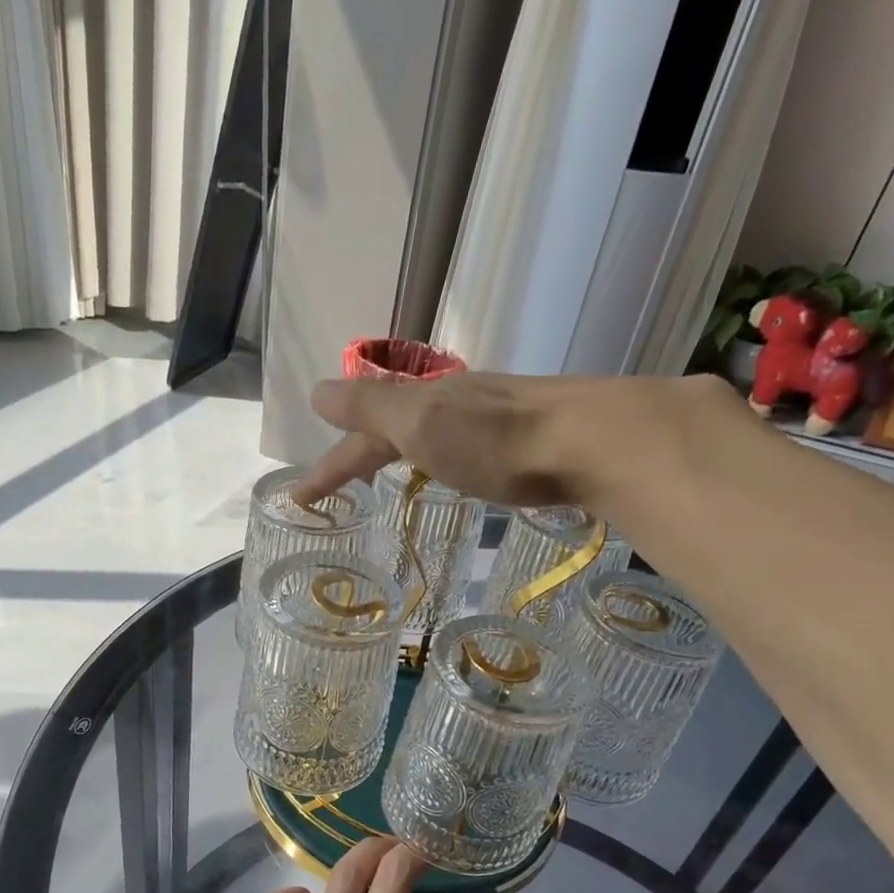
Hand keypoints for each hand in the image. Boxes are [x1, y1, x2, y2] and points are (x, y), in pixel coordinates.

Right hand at [289, 369, 731, 510]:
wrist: (594, 441)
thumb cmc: (497, 440)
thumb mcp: (421, 422)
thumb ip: (370, 408)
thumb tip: (318, 392)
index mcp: (423, 405)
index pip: (359, 438)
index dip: (327, 467)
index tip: (299, 500)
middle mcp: (454, 405)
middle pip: (392, 428)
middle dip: (358, 453)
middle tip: (336, 483)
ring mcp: (492, 419)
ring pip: (429, 433)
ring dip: (397, 450)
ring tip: (384, 472)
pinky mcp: (523, 439)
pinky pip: (462, 445)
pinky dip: (438, 457)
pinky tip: (453, 468)